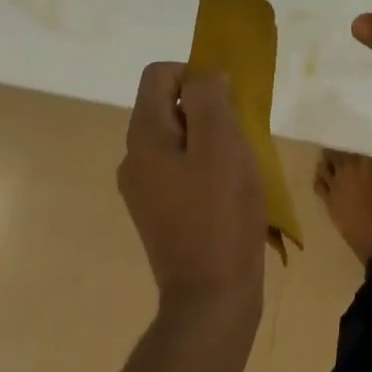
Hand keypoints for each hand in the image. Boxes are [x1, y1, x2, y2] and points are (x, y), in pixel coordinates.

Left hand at [118, 63, 267, 318]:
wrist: (211, 297)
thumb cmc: (220, 212)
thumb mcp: (221, 141)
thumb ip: (208, 97)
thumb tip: (203, 77)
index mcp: (144, 136)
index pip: (159, 75)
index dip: (194, 75)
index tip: (226, 104)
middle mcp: (134, 158)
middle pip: (167, 106)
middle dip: (206, 110)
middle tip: (237, 138)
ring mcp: (143, 189)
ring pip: (177, 139)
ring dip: (209, 141)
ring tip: (237, 168)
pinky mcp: (159, 214)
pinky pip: (180, 169)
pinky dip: (205, 168)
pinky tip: (228, 194)